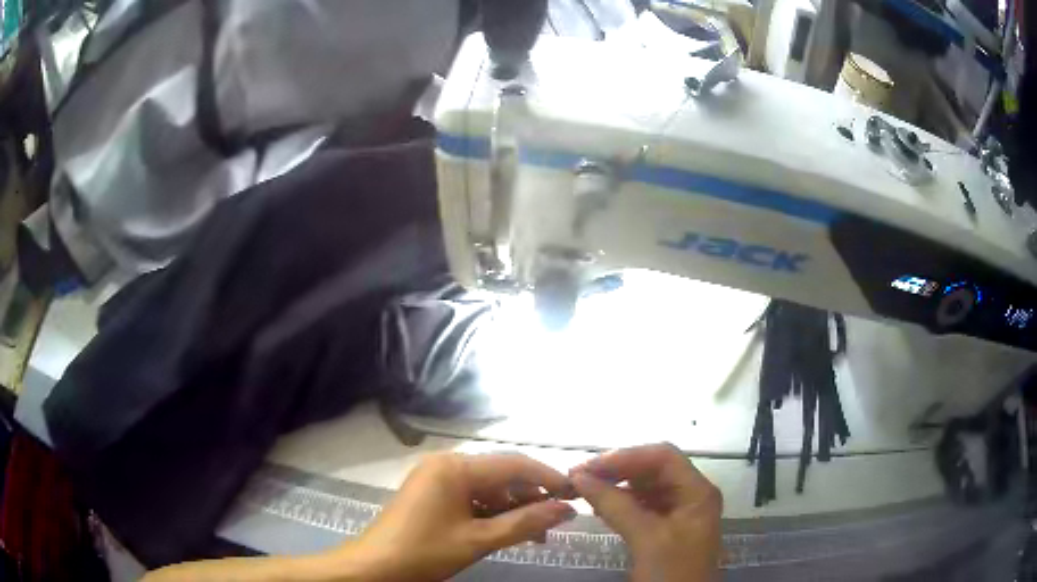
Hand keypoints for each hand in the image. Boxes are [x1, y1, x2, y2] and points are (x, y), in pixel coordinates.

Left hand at [333, 452, 575, 580]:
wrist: (375, 567)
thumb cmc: (425, 552)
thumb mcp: (478, 540)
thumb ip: (525, 523)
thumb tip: (567, 510)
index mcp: (455, 468)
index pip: (514, 464)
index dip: (548, 478)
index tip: (575, 494)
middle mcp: (446, 463)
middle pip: (501, 474)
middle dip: (531, 497)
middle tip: (556, 523)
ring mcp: (436, 477)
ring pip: (487, 487)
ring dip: (512, 508)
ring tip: (535, 534)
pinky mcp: (431, 492)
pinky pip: (470, 495)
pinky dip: (491, 512)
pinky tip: (506, 530)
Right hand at [570, 443, 721, 581]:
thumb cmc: (671, 573)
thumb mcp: (646, 538)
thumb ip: (615, 505)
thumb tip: (580, 476)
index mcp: (697, 491)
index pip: (663, 456)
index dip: (626, 456)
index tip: (590, 466)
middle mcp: (690, 494)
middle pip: (653, 468)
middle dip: (617, 468)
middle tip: (580, 475)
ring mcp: (678, 511)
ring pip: (645, 485)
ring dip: (615, 484)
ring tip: (584, 487)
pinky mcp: (664, 527)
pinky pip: (640, 504)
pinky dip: (619, 501)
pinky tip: (599, 504)